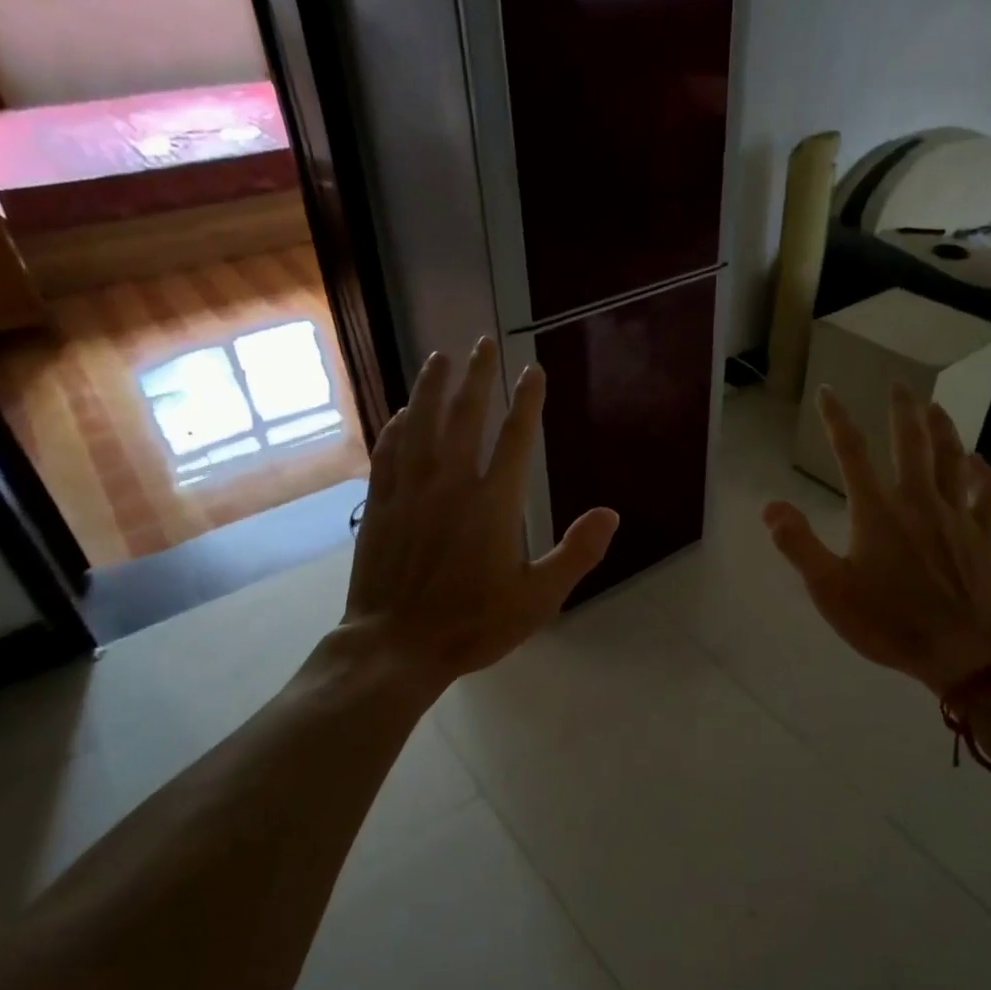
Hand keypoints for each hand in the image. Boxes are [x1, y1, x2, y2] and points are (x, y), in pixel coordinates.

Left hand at [338, 339, 618, 691]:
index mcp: (493, 504)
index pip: (515, 438)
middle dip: (477, 376)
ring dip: (432, 388)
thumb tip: (610, 514)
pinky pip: (389, 454)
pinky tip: (401, 414)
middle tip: (483, 342)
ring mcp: (410, 492)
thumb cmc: (473, 625)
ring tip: (439, 357)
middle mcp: (450, 485)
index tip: (533, 370)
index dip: (527, 401)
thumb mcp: (539, 599)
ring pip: (420, 425)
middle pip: (465, 417)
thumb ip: (577, 553)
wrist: (396, 647)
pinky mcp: (381, 506)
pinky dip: (397, 428)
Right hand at [764, 384, 990, 696]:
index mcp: (877, 512)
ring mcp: (956, 515)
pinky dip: (982, 472)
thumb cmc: (888, 622)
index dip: (837, 420)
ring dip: (942, 428)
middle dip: (902, 409)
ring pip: (950, 458)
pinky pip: (986, 493)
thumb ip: (799, 545)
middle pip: (910, 443)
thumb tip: (771, 507)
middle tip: (899, 383)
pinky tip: (977, 461)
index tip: (828, 391)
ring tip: (934, 406)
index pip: (852, 453)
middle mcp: (918, 501)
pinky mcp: (984, 535)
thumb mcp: (829, 590)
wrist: (962, 650)